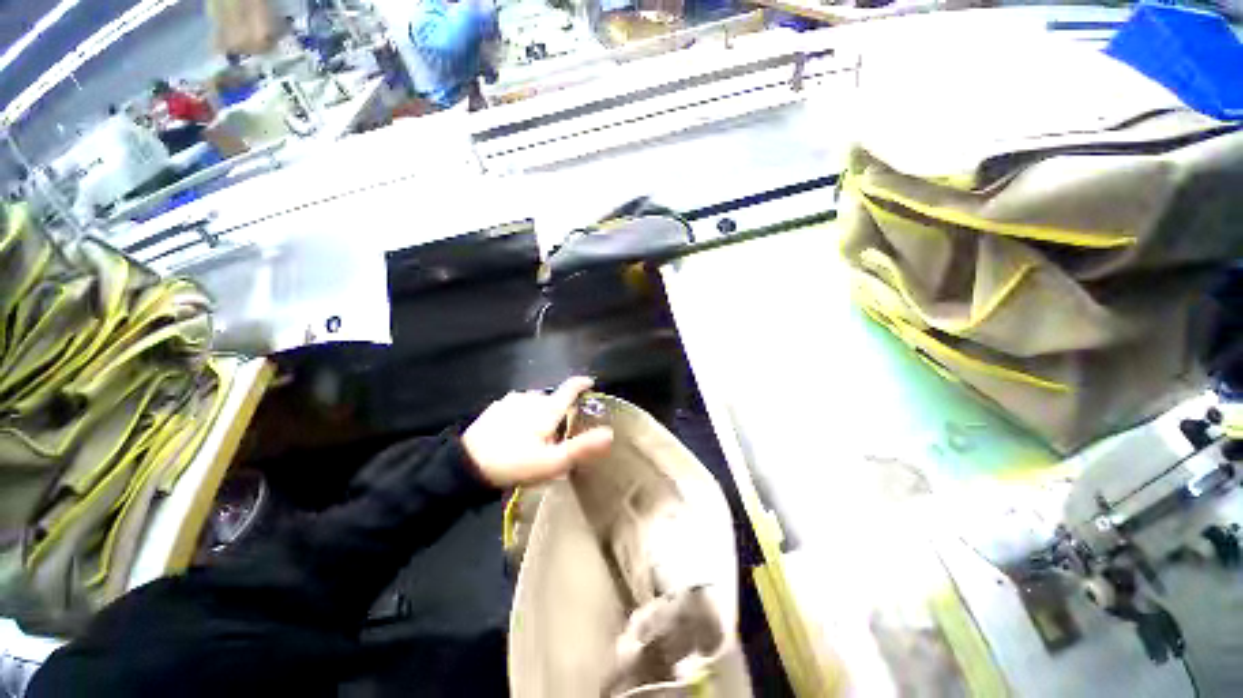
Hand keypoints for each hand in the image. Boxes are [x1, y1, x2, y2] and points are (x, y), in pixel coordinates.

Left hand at [463, 376, 613, 486]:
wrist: (466, 466)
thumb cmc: (514, 463)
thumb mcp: (552, 462)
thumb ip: (582, 447)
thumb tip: (609, 434)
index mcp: (547, 409)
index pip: (569, 388)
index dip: (582, 384)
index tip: (590, 383)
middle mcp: (531, 398)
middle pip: (552, 397)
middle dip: (560, 408)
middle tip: (560, 429)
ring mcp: (511, 400)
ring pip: (534, 401)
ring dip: (540, 411)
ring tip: (537, 433)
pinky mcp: (497, 407)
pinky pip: (518, 405)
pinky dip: (523, 413)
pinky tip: (517, 430)